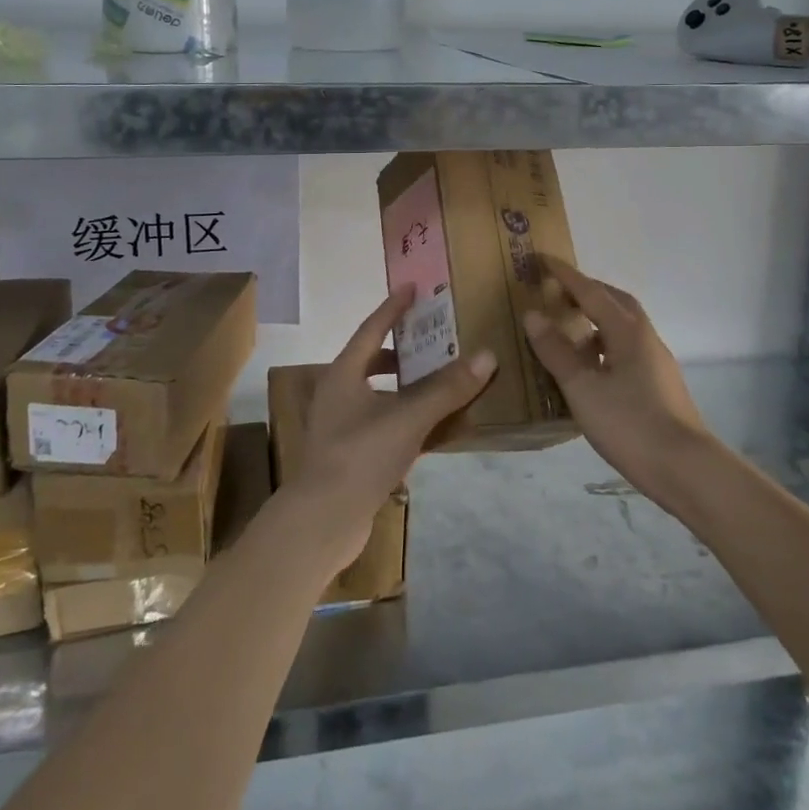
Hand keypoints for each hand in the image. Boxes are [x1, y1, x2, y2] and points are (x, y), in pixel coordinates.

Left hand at [281, 284, 496, 568]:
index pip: (372, 328)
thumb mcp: (408, 418)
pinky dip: (408, 418)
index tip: (412, 287)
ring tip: (440, 380)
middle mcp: (339, 393)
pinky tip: (434, 427)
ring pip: (380, 394)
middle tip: (435, 339)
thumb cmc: (360, 456)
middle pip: (374, 360)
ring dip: (408, 386)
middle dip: (404, 349)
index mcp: (344, 374)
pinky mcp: (352, 455)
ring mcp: (343, 426)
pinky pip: (385, 423)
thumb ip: (446, 389)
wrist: (322, 522)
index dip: (393, 307)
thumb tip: (486, 356)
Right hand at [522, 258, 714, 504]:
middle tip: (557, 292)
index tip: (541, 258)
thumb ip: (556, 351)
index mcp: (626, 330)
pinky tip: (590, 366)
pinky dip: (604, 344)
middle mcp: (645, 337)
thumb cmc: (630, 423)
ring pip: (622, 326)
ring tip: (568, 329)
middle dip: (586, 291)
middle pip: (614, 301)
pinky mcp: (659, 384)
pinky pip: (626, 348)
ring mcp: (656, 361)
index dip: (564, 275)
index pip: (590, 291)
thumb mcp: (582, 388)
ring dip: (596, 318)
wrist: (686, 469)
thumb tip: (533, 314)